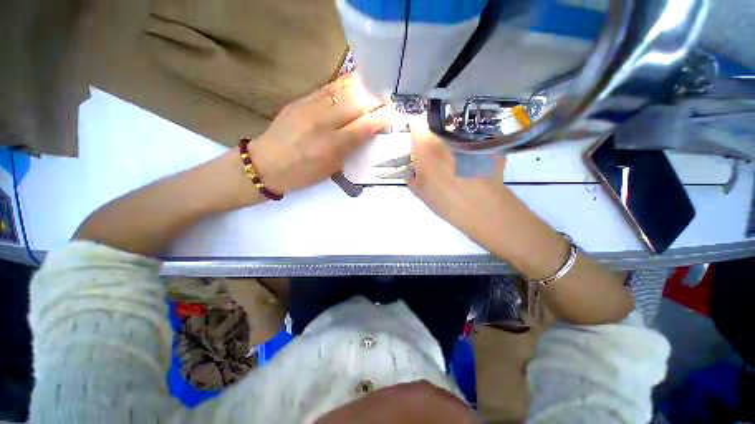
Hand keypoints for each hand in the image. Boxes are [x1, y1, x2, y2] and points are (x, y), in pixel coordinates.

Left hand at [249, 74, 390, 193]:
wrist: (267, 165)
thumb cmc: (303, 174)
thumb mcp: (332, 169)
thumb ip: (350, 149)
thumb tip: (367, 132)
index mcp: (332, 147)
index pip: (364, 126)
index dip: (381, 117)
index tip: (393, 112)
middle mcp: (323, 123)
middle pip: (356, 103)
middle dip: (376, 98)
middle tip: (387, 98)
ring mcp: (309, 108)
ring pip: (343, 90)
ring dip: (363, 87)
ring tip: (375, 87)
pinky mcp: (300, 100)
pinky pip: (327, 87)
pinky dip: (345, 84)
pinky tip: (355, 82)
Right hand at [407, 123, 509, 238]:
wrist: (483, 209)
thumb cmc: (445, 201)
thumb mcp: (420, 191)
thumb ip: (412, 176)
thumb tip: (415, 170)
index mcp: (427, 145)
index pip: (416, 124)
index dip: (415, 133)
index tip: (417, 144)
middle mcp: (448, 135)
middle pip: (437, 127)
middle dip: (433, 138)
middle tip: (435, 157)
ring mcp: (470, 137)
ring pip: (455, 133)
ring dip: (451, 143)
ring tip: (455, 163)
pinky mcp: (488, 144)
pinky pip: (473, 141)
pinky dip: (469, 149)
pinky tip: (472, 166)